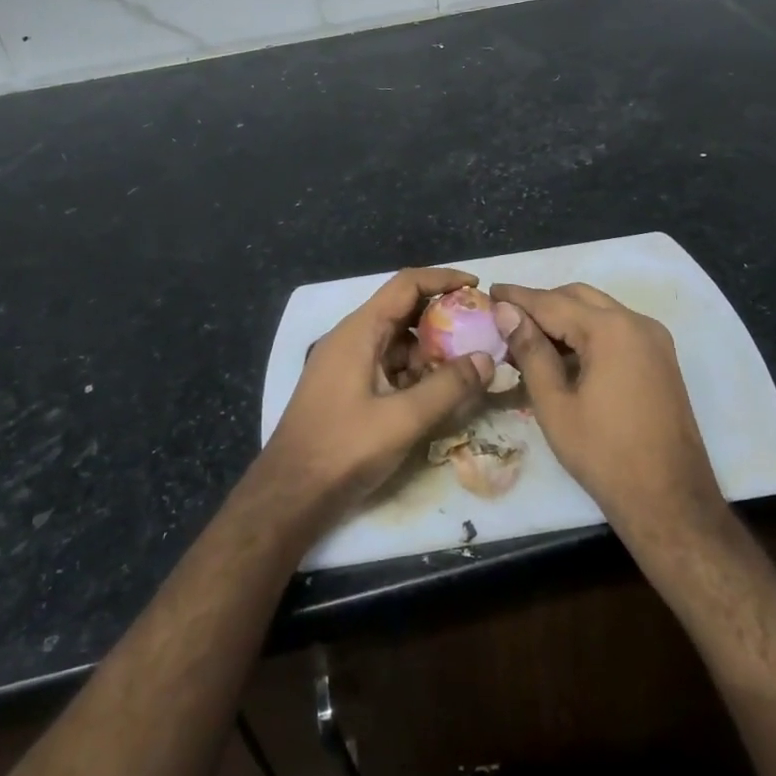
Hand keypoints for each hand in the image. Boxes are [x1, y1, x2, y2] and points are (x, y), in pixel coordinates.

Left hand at [259, 268, 493, 519]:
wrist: (289, 495)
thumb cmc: (343, 449)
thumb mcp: (403, 419)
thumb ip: (448, 387)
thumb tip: (487, 359)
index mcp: (359, 332)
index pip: (406, 285)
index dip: (443, 279)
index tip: (477, 287)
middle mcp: (351, 339)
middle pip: (402, 311)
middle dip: (443, 317)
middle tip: (480, 330)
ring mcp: (346, 364)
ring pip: (396, 342)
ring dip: (430, 348)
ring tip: (468, 364)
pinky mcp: (347, 388)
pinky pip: (387, 366)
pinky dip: (414, 371)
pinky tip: (437, 392)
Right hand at [491, 282, 729, 545]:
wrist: (670, 501)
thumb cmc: (604, 454)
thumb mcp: (555, 404)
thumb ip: (530, 351)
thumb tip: (506, 311)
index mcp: (611, 330)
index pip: (552, 302)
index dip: (517, 297)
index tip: (489, 290)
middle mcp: (637, 322)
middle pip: (579, 297)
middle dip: (541, 303)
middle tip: (505, 318)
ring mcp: (654, 340)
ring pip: (599, 311)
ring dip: (564, 317)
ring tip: (527, 338)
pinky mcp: (660, 359)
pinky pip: (617, 330)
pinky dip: (587, 332)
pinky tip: (562, 354)